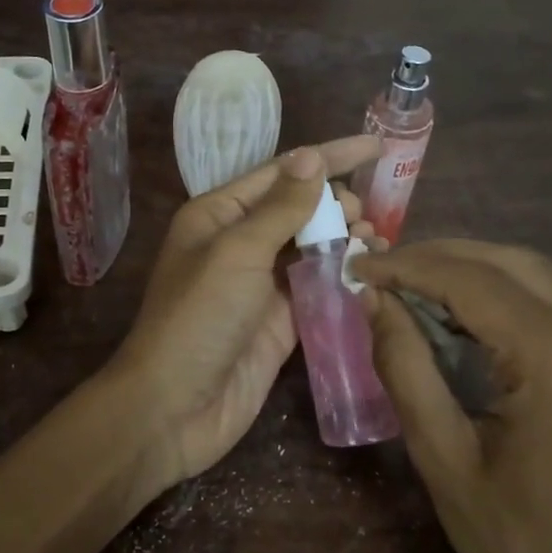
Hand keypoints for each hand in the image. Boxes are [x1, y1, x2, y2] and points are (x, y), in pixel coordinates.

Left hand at [109, 137, 381, 492]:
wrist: (174, 406)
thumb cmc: (199, 317)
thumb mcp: (237, 252)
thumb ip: (281, 207)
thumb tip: (311, 156)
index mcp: (218, 215)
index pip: (281, 173)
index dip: (328, 157)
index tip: (375, 146)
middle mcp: (239, 243)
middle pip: (298, 209)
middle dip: (337, 203)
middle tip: (369, 215)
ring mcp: (260, 285)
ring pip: (311, 249)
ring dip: (345, 240)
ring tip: (377, 240)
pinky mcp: (280, 323)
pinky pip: (317, 289)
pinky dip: (343, 279)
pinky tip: (370, 274)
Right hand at [355, 240, 551, 552]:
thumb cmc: (517, 546)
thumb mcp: (442, 457)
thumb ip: (405, 366)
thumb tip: (373, 300)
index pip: (475, 282)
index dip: (410, 267)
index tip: (358, 267)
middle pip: (512, 263)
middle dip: (440, 258)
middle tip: (381, 270)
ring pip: (537, 277)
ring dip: (471, 273)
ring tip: (410, 286)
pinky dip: (503, 298)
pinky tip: (460, 314)